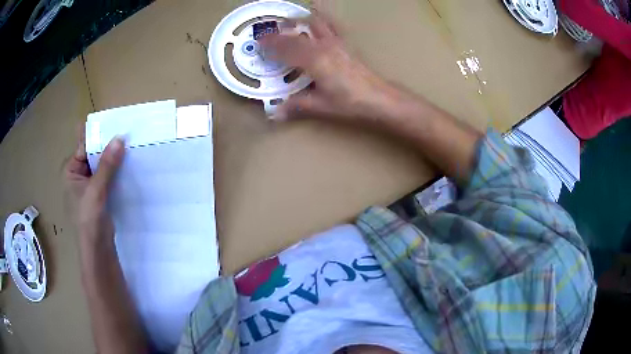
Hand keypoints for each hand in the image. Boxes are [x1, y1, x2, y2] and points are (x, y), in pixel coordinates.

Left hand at [64, 125, 124, 240]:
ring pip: (102, 166)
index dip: (98, 136)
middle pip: (93, 154)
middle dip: (108, 147)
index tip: (115, 124)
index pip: (84, 146)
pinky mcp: (99, 194)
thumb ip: (106, 165)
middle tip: (126, 133)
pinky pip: (107, 177)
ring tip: (130, 145)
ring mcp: (89, 185)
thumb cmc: (88, 220)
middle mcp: (78, 175)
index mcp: (70, 171)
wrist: (97, 250)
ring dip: (113, 159)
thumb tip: (120, 138)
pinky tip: (128, 164)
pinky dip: (116, 171)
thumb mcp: (96, 190)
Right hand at [260, 10, 401, 122]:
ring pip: (313, 24)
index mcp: (315, 61)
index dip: (271, 45)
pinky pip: (332, 24)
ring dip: (298, 20)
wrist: (378, 97)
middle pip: (296, 35)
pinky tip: (318, 8)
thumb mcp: (321, 106)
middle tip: (265, 34)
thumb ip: (297, 106)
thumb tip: (275, 112)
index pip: (287, 49)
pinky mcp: (344, 43)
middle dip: (278, 34)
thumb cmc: (351, 102)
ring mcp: (336, 42)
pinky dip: (323, 15)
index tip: (258, 43)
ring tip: (286, 20)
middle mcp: (324, 47)